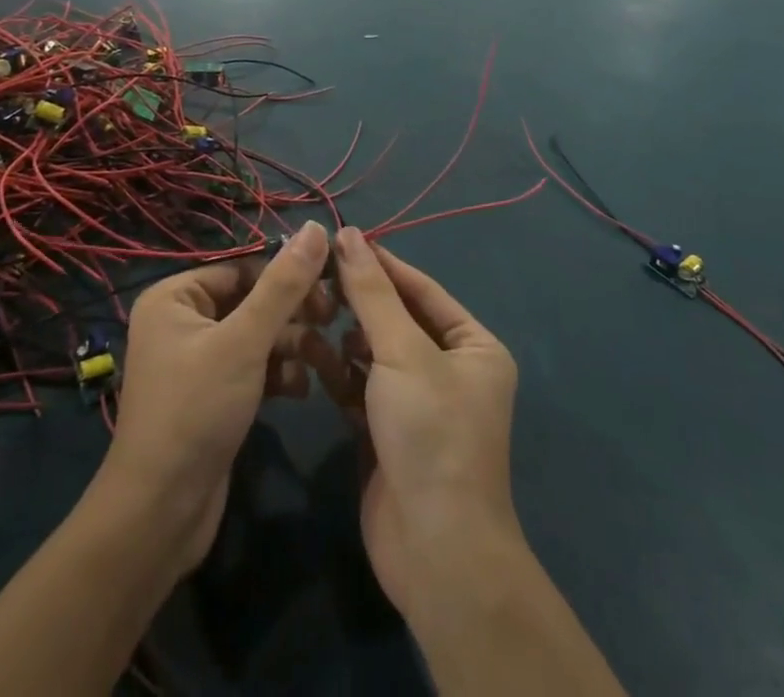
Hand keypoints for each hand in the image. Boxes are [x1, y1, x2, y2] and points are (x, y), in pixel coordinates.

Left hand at [101, 223, 333, 574]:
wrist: (161, 514)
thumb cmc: (196, 411)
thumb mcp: (245, 341)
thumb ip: (283, 285)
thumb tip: (317, 227)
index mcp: (175, 297)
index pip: (242, 268)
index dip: (287, 273)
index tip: (331, 285)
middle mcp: (182, 321)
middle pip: (251, 300)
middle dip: (292, 313)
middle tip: (332, 319)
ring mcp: (197, 361)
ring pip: (256, 336)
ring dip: (291, 346)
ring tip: (324, 361)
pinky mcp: (212, 395)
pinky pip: (252, 367)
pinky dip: (277, 374)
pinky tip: (300, 390)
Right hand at [313, 227, 521, 621]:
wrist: (435, 550)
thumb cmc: (431, 433)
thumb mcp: (402, 351)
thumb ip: (372, 292)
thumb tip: (348, 233)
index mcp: (474, 346)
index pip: (422, 289)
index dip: (382, 263)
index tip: (339, 239)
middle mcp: (451, 370)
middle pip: (397, 320)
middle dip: (358, 302)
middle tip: (314, 278)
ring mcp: (419, 403)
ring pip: (375, 353)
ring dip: (344, 337)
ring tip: (310, 316)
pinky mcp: (389, 432)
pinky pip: (362, 387)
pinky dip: (339, 373)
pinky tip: (311, 356)